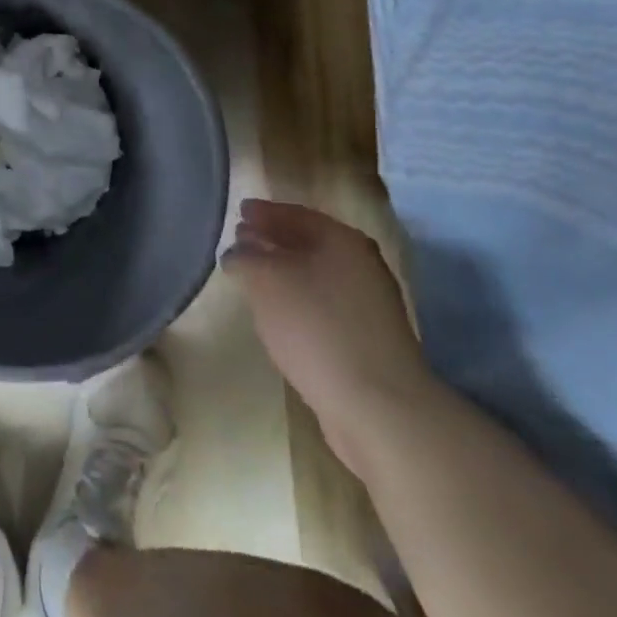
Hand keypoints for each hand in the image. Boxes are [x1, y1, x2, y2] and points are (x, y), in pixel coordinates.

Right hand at [221, 199, 437, 476]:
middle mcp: (361, 264)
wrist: (378, 405)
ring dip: (285, 272)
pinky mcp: (368, 338)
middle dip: (273, 240)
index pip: (295, 213)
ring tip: (253, 278)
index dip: (263, 211)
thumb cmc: (317, 327)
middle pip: (308, 242)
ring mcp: (369, 303)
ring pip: (316, 274)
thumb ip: (246, 256)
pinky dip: (299, 299)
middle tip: (240, 241)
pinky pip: (324, 304)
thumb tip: (239, 251)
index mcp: (342, 239)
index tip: (237, 211)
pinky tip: (280, 313)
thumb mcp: (266, 280)